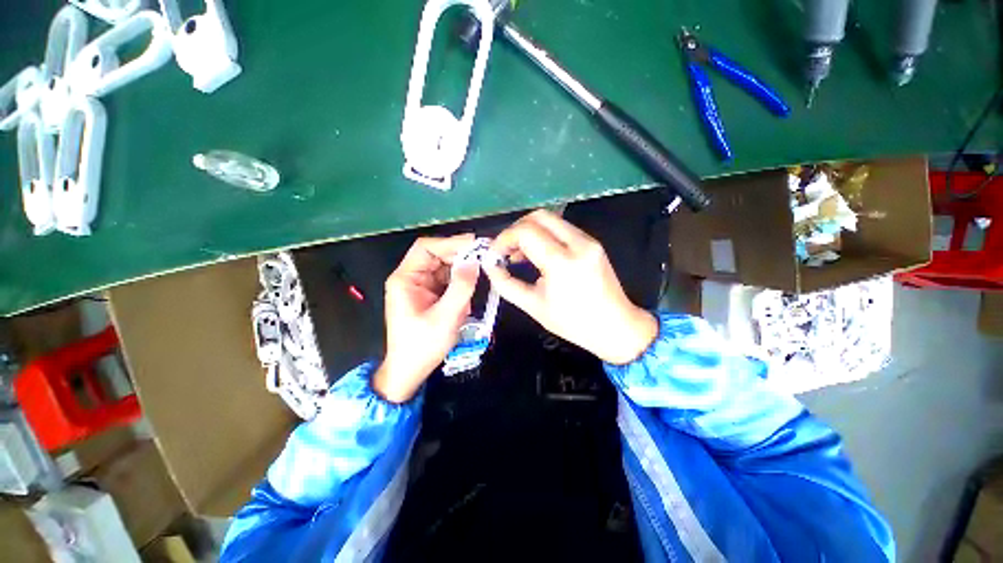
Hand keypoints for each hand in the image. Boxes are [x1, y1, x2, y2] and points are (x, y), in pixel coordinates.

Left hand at [373, 234, 479, 402]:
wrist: (410, 370)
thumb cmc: (423, 345)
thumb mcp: (445, 317)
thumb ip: (461, 287)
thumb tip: (474, 262)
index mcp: (406, 279)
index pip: (426, 248)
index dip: (450, 242)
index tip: (475, 244)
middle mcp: (411, 278)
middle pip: (436, 256)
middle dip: (460, 257)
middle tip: (483, 259)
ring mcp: (420, 286)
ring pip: (444, 268)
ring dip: (461, 273)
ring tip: (477, 281)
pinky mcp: (429, 295)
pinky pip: (446, 281)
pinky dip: (459, 285)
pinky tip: (467, 297)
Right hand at [484, 210, 657, 364]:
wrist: (615, 327)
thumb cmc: (573, 323)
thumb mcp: (533, 306)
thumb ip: (506, 284)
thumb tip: (490, 265)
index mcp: (562, 263)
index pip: (525, 232)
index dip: (503, 239)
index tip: (494, 254)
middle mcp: (578, 244)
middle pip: (539, 216)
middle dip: (516, 229)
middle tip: (506, 250)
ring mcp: (589, 240)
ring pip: (551, 219)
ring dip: (530, 231)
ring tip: (519, 254)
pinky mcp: (593, 242)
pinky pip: (562, 228)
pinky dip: (544, 235)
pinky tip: (538, 254)